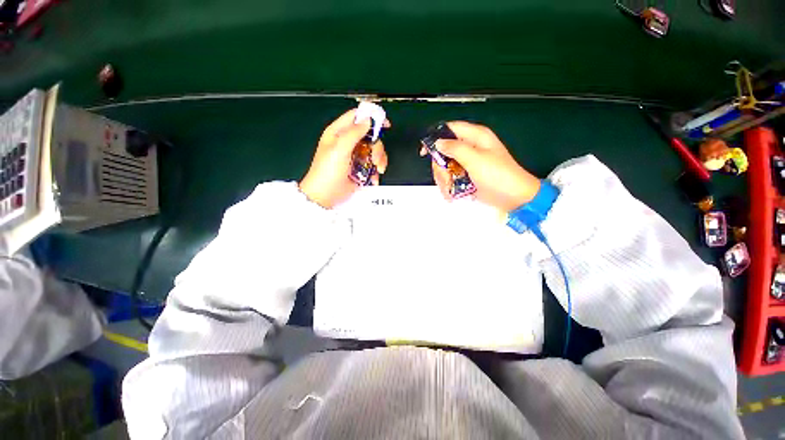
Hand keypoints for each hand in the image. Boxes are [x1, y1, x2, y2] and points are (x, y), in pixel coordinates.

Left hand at [300, 109, 388, 208]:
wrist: (326, 196)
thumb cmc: (327, 172)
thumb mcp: (339, 149)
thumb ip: (353, 133)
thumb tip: (368, 120)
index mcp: (339, 133)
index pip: (356, 117)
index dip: (371, 117)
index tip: (384, 124)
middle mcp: (348, 142)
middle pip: (370, 136)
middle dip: (376, 147)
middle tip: (375, 159)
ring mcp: (355, 156)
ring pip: (374, 150)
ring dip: (379, 160)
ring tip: (377, 170)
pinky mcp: (360, 168)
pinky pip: (373, 164)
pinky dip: (376, 170)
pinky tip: (374, 177)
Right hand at [421, 121, 540, 211]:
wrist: (513, 198)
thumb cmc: (499, 176)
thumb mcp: (476, 159)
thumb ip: (455, 148)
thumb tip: (439, 142)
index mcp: (476, 137)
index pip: (450, 129)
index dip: (435, 138)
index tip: (425, 152)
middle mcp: (471, 147)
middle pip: (444, 152)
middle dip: (440, 168)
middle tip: (444, 179)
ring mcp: (468, 163)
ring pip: (446, 166)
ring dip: (444, 180)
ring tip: (449, 190)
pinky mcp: (467, 175)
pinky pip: (451, 177)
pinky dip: (448, 186)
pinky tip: (451, 194)